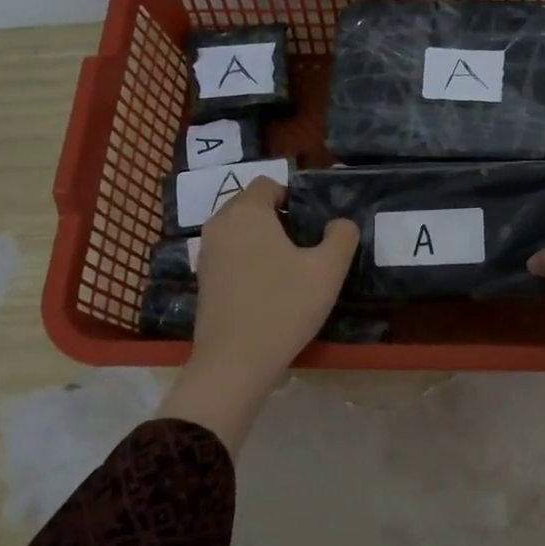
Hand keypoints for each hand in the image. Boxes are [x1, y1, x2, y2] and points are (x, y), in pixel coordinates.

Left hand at [158, 177, 357, 454]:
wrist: (234, 362)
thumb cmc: (284, 307)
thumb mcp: (328, 271)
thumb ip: (342, 237)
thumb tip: (340, 223)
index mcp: (248, 212)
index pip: (269, 184)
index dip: (294, 198)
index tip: (312, 226)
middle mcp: (220, 224)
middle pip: (251, 205)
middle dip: (278, 219)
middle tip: (305, 248)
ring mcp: (206, 253)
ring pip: (239, 231)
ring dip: (263, 241)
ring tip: (288, 269)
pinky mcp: (202, 279)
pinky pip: (229, 254)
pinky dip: (247, 260)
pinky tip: (267, 289)